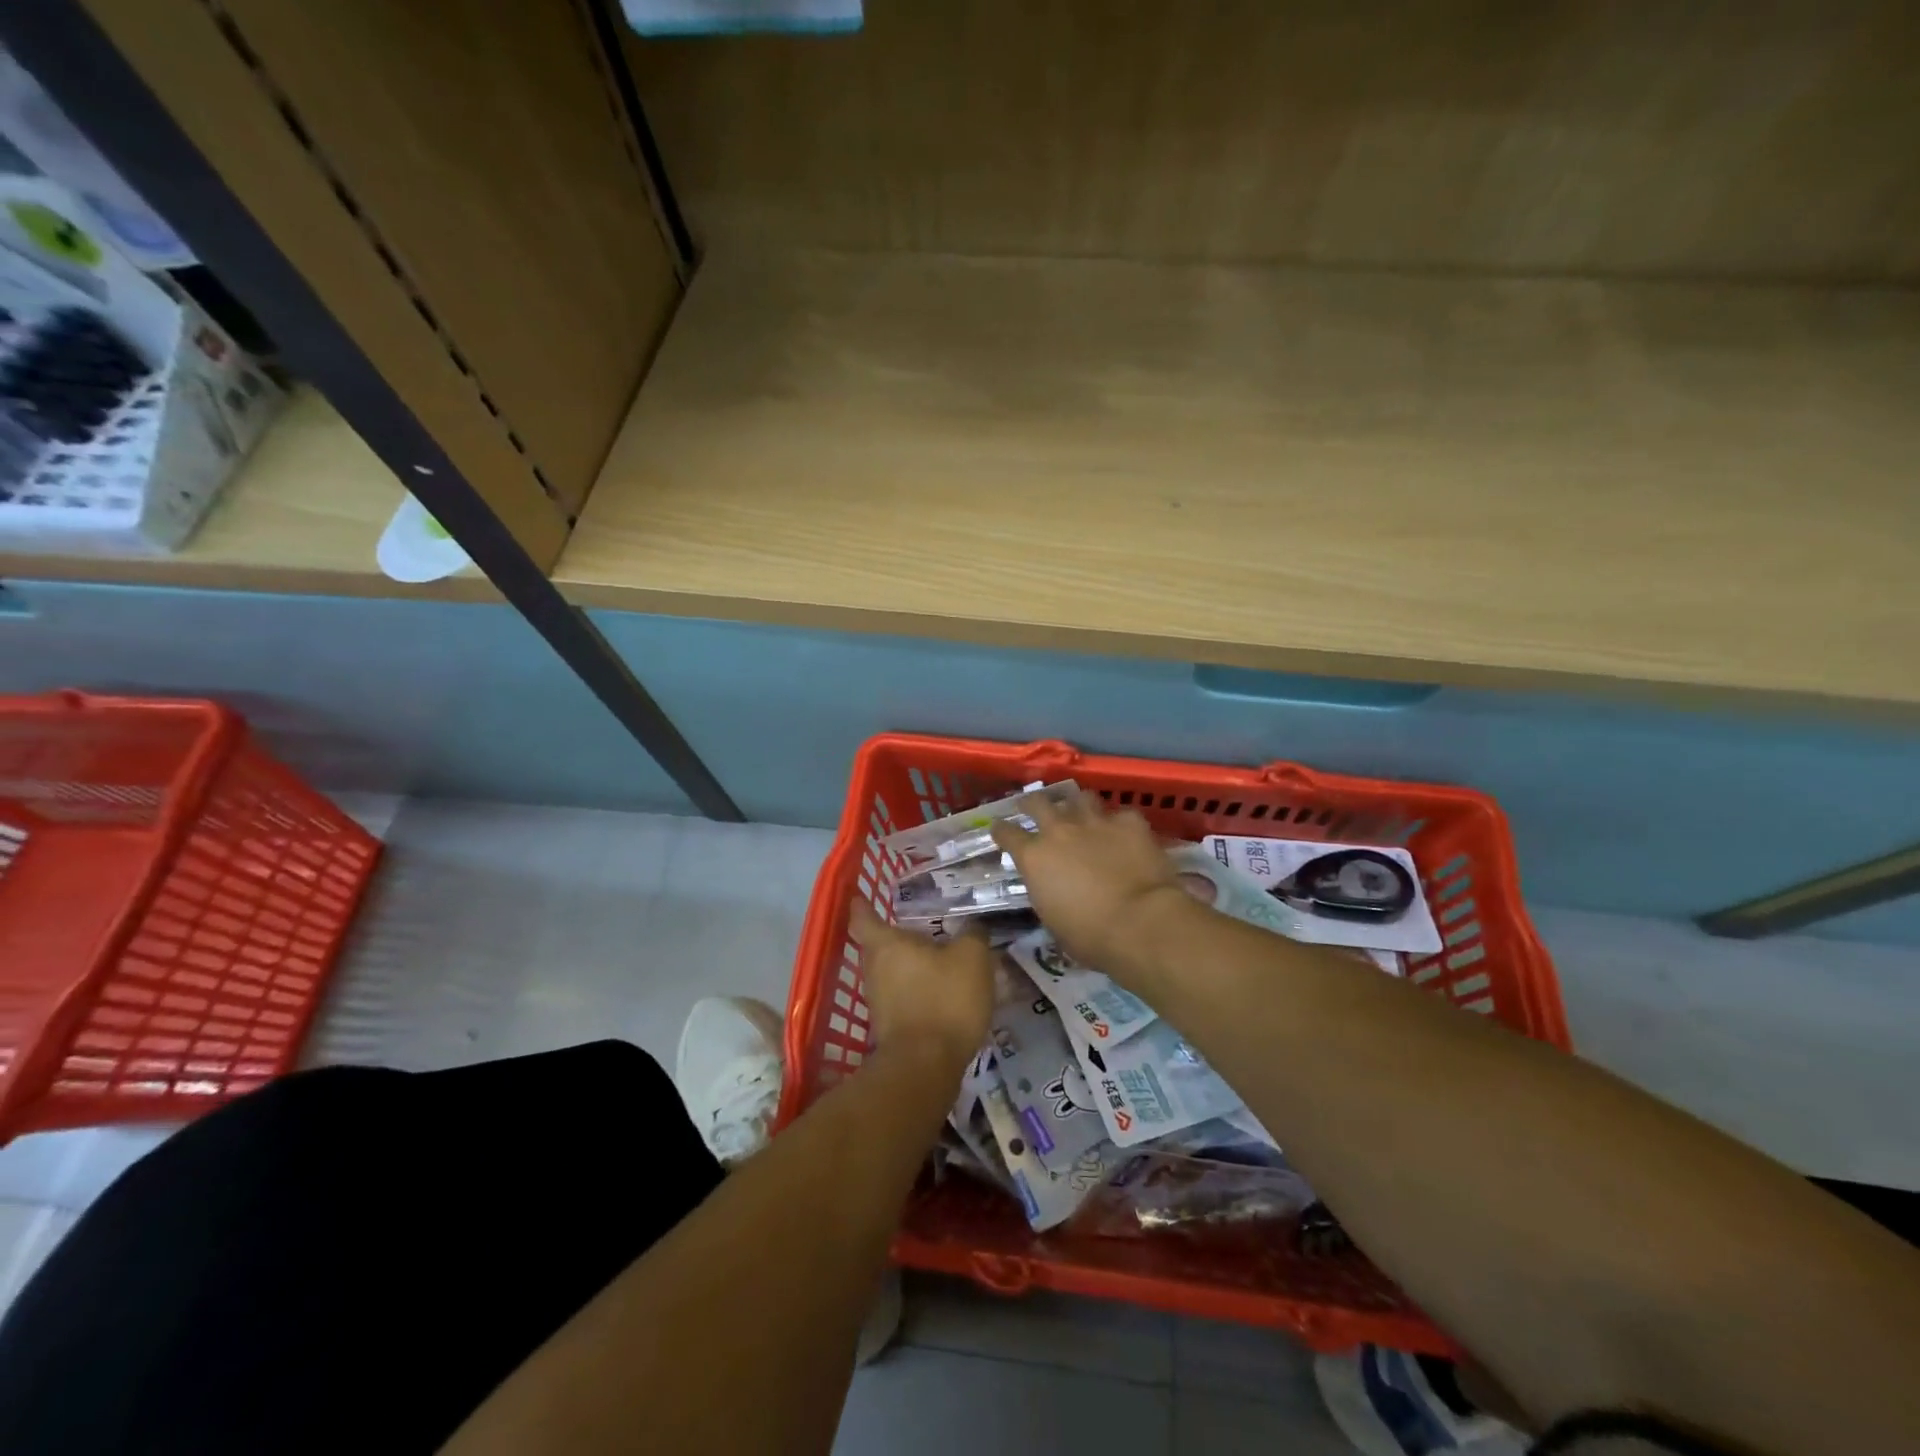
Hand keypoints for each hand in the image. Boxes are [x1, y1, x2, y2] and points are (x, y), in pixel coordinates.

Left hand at [848, 899, 994, 1079]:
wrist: (926, 1066)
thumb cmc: (945, 998)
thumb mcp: (972, 957)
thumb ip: (973, 935)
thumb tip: (972, 927)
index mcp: (887, 944)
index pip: (863, 917)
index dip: (861, 906)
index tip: (859, 897)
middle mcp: (874, 970)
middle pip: (877, 947)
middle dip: (894, 938)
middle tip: (919, 929)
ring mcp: (878, 1002)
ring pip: (890, 974)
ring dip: (908, 967)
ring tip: (936, 961)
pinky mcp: (889, 1028)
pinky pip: (901, 998)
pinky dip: (916, 992)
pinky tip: (940, 994)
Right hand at [992, 792, 1190, 972]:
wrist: (1141, 923)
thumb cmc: (1090, 936)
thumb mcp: (1053, 920)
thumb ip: (1046, 893)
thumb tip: (1050, 887)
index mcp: (1034, 857)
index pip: (1007, 833)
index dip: (1001, 830)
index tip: (999, 830)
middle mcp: (1060, 831)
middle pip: (1038, 803)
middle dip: (1031, 804)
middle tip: (1031, 807)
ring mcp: (1096, 822)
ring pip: (1080, 798)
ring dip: (1076, 805)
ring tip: (1079, 812)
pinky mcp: (1130, 823)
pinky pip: (1121, 814)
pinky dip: (1119, 823)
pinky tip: (1123, 832)